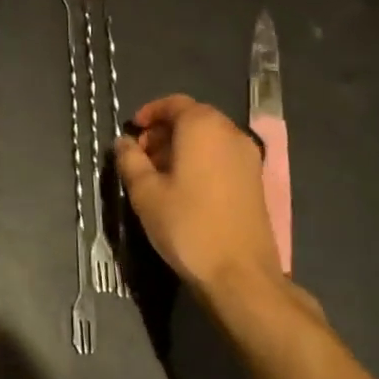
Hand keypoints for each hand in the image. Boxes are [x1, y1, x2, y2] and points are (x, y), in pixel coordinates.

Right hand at [114, 94, 287, 298]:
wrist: (240, 275)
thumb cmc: (187, 225)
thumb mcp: (145, 192)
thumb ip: (130, 160)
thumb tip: (123, 142)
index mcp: (202, 127)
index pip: (174, 103)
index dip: (150, 113)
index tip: (133, 131)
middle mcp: (230, 133)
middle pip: (193, 118)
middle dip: (164, 131)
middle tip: (141, 155)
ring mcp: (248, 157)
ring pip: (209, 138)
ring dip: (182, 146)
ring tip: (159, 174)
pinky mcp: (255, 181)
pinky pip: (223, 156)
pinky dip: (201, 160)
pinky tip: (184, 188)